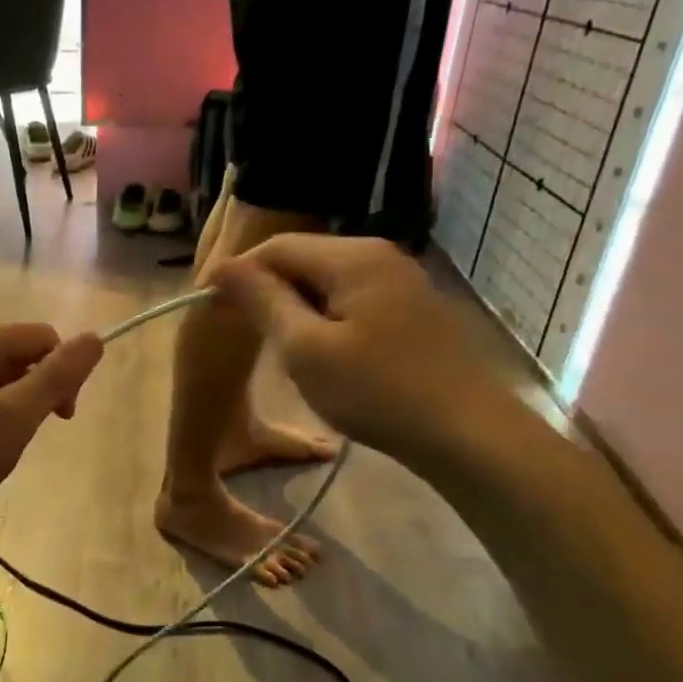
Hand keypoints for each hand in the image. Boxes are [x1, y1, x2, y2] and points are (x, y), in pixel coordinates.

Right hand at [211, 235, 514, 469]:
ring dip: (298, 312)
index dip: (240, 274)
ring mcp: (402, 281)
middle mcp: (380, 255)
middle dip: (270, 294)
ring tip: (286, 354)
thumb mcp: (306, 349)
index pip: (277, 247)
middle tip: (251, 340)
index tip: (213, 311)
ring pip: (328, 284)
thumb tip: (223, 267)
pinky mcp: (413, 309)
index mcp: (354, 257)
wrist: (469, 434)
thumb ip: (263, 302)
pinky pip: (353, 302)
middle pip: (305, 260)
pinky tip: (326, 359)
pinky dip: (327, 322)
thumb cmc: (378, 391)